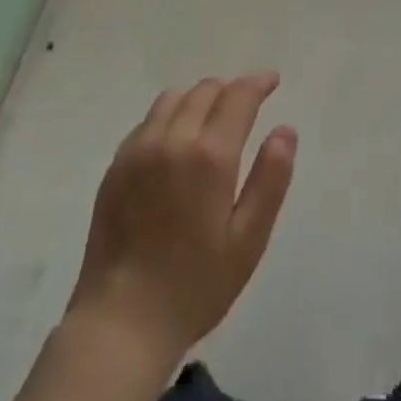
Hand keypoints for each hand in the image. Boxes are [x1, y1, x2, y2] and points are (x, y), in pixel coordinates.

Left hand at [66, 73, 297, 371]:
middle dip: (230, 89)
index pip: (237, 97)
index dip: (257, 83)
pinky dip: (170, 115)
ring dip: (199, 97)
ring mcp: (137, 150)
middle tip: (247, 103)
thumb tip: (285, 130)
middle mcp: (171, 139)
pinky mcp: (115, 165)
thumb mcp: (248, 240)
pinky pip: (148, 121)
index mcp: (209, 155)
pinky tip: (177, 140)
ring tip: (213, 117)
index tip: (272, 80)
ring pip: (172, 99)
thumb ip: (270, 179)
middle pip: (204, 91)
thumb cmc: (196, 285)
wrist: (121, 320)